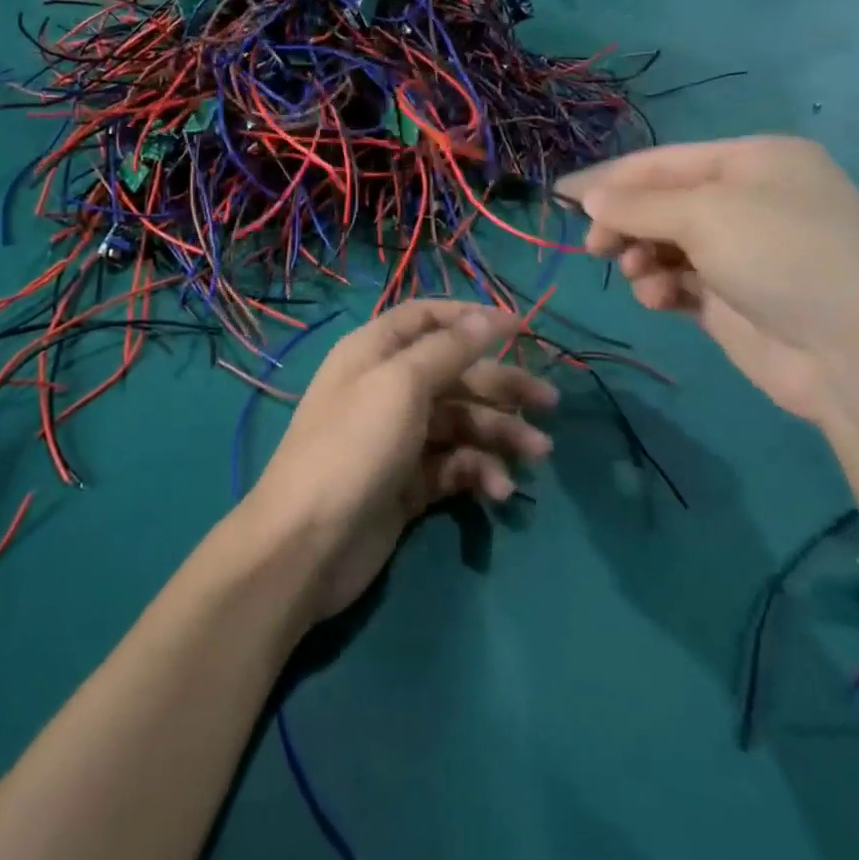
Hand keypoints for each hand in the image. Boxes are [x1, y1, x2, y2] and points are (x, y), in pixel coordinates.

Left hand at [241, 302, 557, 619]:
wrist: (308, 542)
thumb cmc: (354, 446)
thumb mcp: (402, 386)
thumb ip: (449, 350)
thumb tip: (490, 317)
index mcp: (375, 352)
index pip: (427, 319)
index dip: (471, 319)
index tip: (522, 329)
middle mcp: (386, 388)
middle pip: (454, 373)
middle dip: (501, 384)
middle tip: (550, 403)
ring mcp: (398, 438)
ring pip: (461, 422)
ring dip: (500, 434)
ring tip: (537, 454)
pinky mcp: (409, 482)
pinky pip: (454, 465)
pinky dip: (478, 472)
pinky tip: (498, 490)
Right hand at [556, 137, 858, 424]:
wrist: (853, 352)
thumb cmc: (782, 256)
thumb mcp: (705, 215)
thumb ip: (637, 205)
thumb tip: (589, 199)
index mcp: (753, 161)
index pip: (662, 162)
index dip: (609, 178)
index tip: (559, 196)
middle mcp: (749, 199)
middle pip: (661, 203)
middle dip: (626, 223)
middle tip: (597, 248)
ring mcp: (742, 250)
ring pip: (664, 244)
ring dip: (642, 258)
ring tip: (641, 276)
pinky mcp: (732, 296)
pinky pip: (678, 280)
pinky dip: (662, 287)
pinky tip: (662, 300)